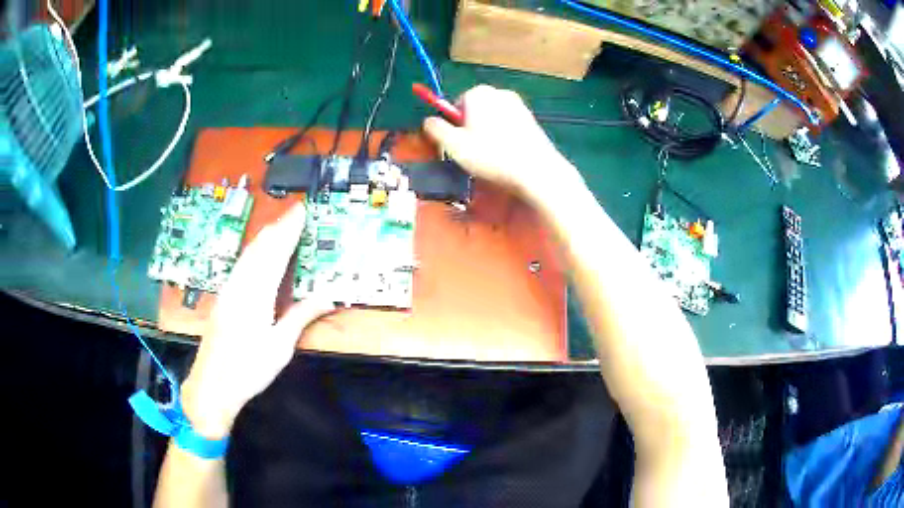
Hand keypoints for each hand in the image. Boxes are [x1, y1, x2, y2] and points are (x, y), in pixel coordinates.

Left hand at [180, 203, 333, 438]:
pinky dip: (253, 251)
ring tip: (280, 224)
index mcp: (256, 295)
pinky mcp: (223, 298)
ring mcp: (228, 290)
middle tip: (295, 212)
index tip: (302, 212)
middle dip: (278, 228)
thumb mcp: (280, 347)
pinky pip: (240, 265)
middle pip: (260, 249)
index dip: (288, 231)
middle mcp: (240, 286)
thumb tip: (329, 296)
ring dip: (265, 237)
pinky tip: (257, 252)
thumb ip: (301, 316)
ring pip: (248, 255)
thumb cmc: (248, 370)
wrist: (212, 385)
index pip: (275, 254)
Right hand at [423, 85, 581, 202]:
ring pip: (493, 119)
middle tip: (474, 153)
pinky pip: (509, 127)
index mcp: (478, 93)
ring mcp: (519, 105)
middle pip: (475, 111)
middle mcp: (499, 93)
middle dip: (471, 129)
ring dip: (488, 134)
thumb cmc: (491, 156)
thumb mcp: (454, 145)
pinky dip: (505, 138)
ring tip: (492, 157)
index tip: (458, 145)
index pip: (456, 105)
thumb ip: (436, 129)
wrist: (536, 170)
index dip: (454, 126)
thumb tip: (428, 121)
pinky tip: (508, 156)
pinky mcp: (532, 120)